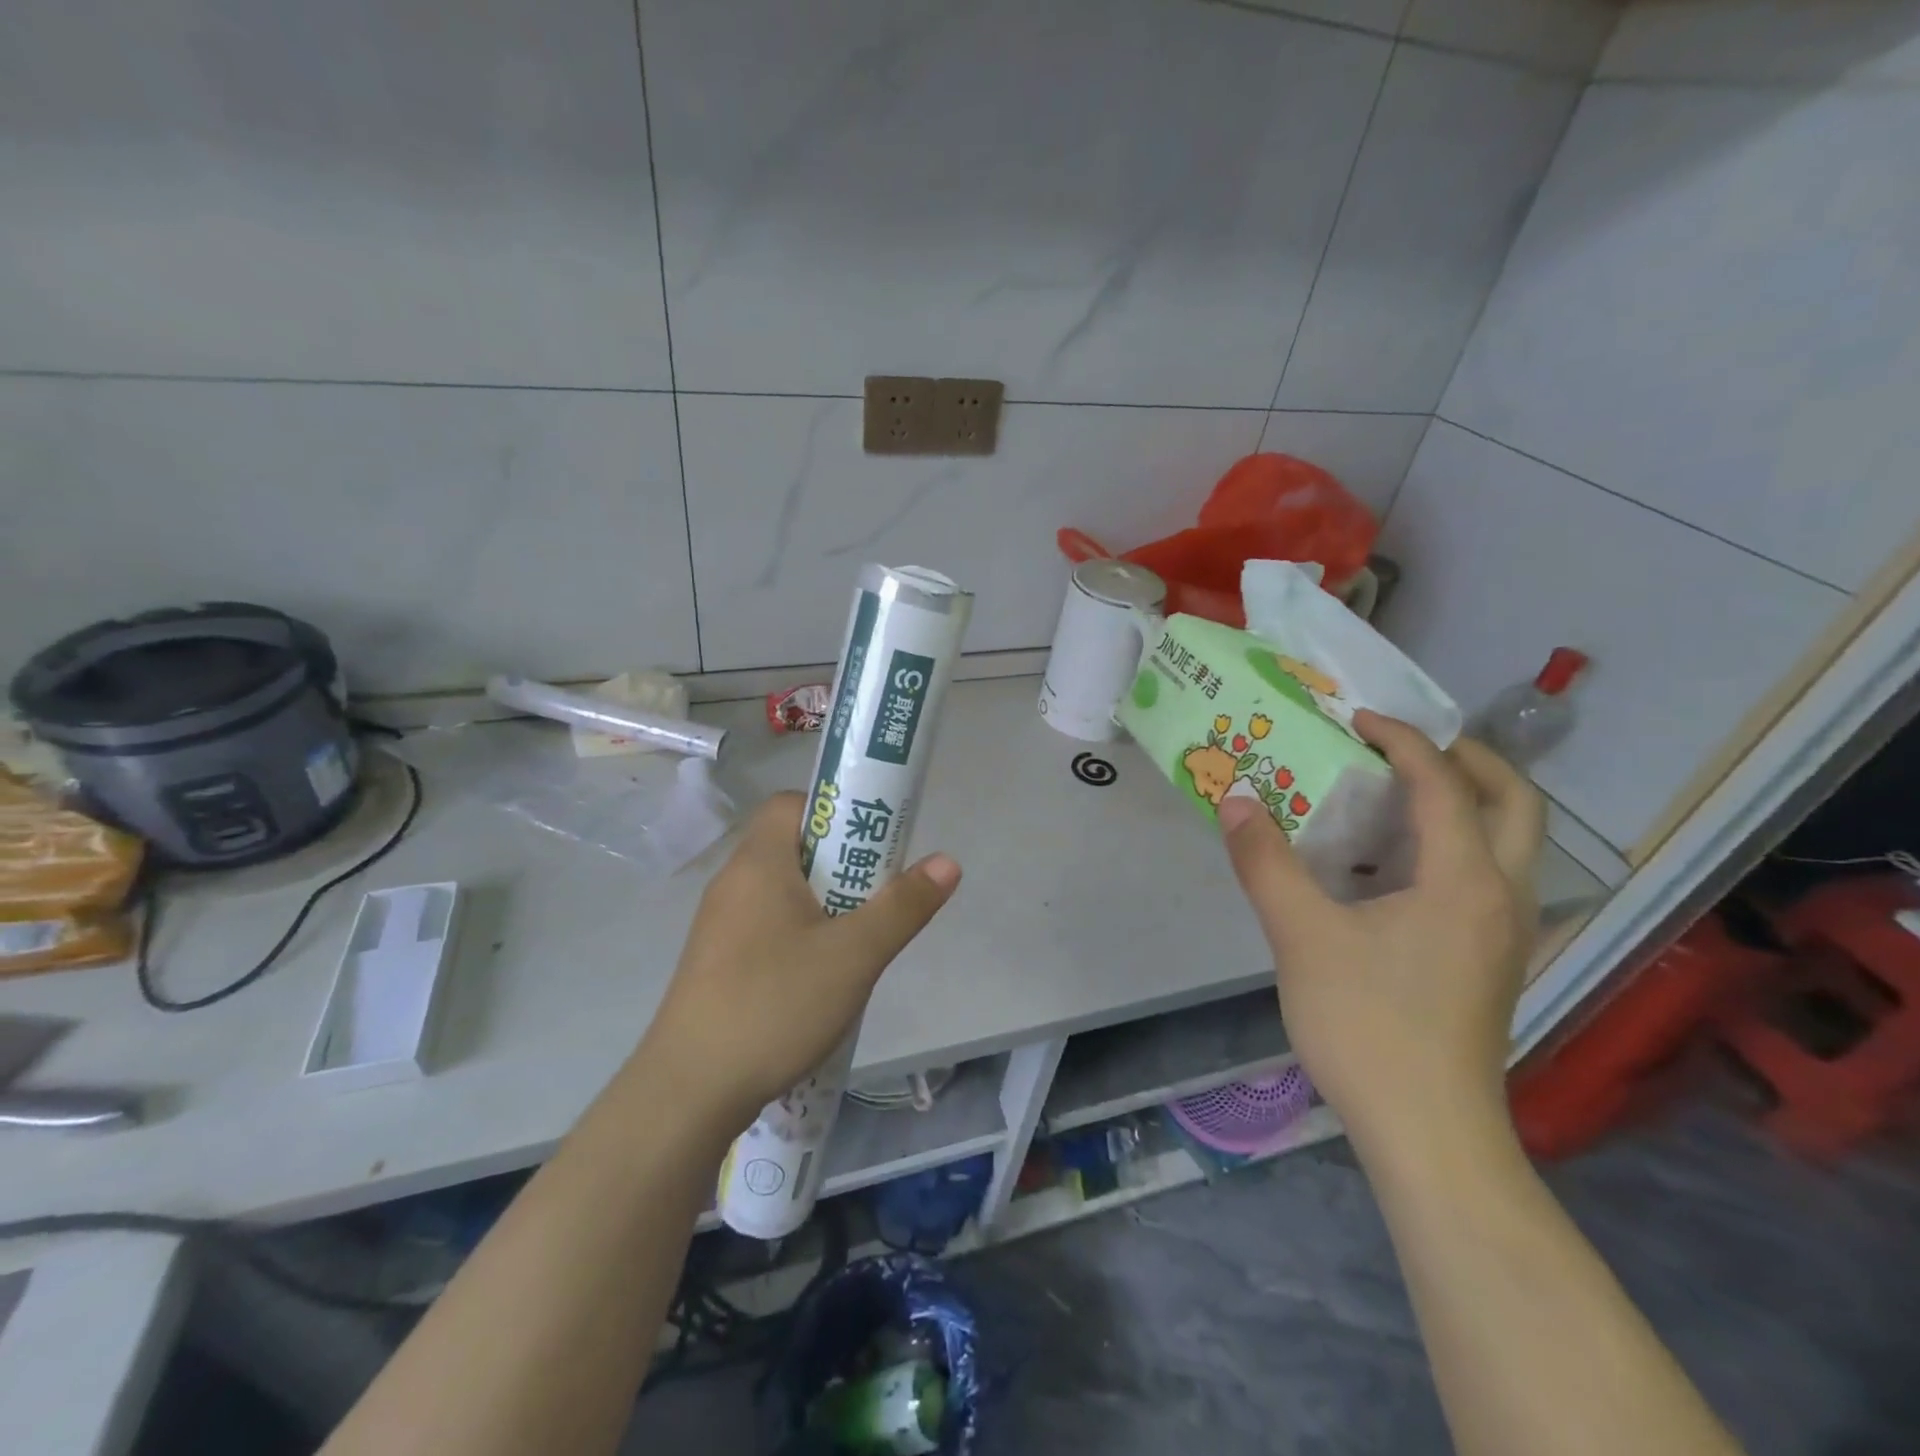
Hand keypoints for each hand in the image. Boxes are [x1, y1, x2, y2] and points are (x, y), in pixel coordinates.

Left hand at [636, 791, 960, 1133]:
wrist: (688, 1092)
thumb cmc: (775, 1005)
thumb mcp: (854, 956)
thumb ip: (903, 906)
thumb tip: (948, 862)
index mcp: (758, 863)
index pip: (792, 804)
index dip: (835, 813)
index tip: (871, 845)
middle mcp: (732, 883)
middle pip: (792, 847)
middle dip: (841, 865)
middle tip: (875, 897)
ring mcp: (719, 925)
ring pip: (782, 892)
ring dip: (823, 905)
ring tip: (856, 942)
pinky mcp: (715, 963)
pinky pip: (766, 926)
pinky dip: (798, 935)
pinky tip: (819, 979)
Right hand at [1217, 711, 1543, 1162]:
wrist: (1428, 1132)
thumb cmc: (1368, 1025)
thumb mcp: (1301, 935)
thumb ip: (1265, 862)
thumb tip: (1235, 800)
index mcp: (1465, 879)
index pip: (1444, 784)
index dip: (1402, 741)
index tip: (1355, 719)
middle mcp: (1503, 896)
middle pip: (1516, 803)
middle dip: (1467, 759)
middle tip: (1407, 745)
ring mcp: (1506, 933)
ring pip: (1512, 842)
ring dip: (1468, 801)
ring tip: (1401, 793)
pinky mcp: (1492, 961)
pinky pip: (1490, 876)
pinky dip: (1458, 844)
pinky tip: (1397, 867)